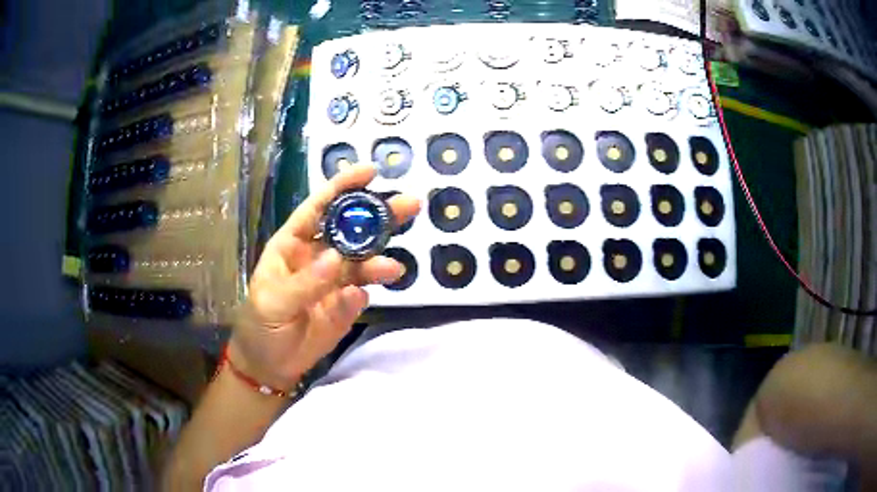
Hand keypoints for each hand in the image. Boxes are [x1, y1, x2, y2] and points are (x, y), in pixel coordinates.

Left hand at [228, 164, 420, 390]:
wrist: (270, 365)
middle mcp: (318, 255)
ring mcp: (334, 280)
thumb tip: (338, 258)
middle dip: (378, 216)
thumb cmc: (260, 326)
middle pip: (351, 229)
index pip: (319, 208)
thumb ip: (304, 283)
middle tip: (410, 205)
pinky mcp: (346, 303)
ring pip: (363, 261)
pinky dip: (367, 291)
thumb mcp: (272, 303)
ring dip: (380, 260)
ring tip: (395, 269)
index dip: (343, 187)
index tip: (371, 172)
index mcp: (293, 244)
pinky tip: (361, 297)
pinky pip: (361, 291)